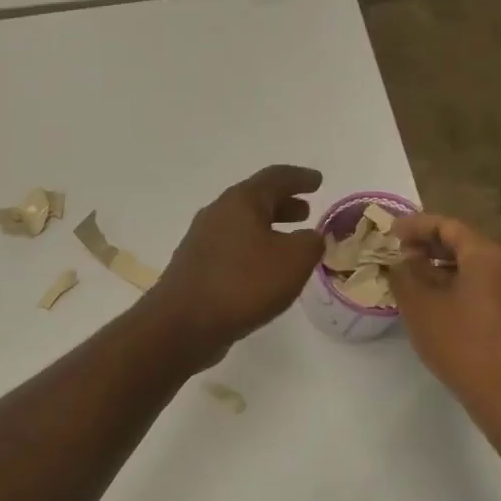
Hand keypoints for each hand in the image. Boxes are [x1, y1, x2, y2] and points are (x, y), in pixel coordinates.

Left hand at [145, 165, 324, 367]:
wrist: (183, 323)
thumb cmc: (243, 284)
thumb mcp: (293, 261)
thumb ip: (310, 243)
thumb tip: (310, 237)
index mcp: (240, 201)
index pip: (275, 177)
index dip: (300, 178)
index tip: (318, 180)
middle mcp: (217, 213)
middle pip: (255, 200)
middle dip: (283, 203)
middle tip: (305, 211)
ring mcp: (201, 240)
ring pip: (242, 225)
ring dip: (267, 228)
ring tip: (289, 240)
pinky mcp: (195, 266)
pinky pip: (232, 248)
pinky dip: (253, 249)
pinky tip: (263, 269)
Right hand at [388, 213, 500, 440]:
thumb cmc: (464, 345)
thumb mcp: (421, 307)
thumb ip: (406, 274)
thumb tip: (404, 259)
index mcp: (491, 253)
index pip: (448, 226)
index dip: (415, 226)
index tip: (390, 232)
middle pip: (468, 244)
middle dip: (432, 248)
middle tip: (401, 256)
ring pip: (481, 267)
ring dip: (448, 270)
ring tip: (418, 282)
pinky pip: (493, 287)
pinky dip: (466, 287)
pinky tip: (445, 306)